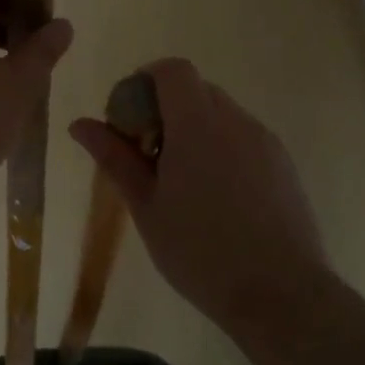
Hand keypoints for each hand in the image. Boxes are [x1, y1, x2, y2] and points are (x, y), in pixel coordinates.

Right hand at [68, 59, 330, 323]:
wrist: (281, 294)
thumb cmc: (199, 252)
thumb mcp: (146, 206)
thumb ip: (115, 158)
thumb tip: (80, 124)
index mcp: (198, 124)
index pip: (172, 70)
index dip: (146, 81)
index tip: (130, 118)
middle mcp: (236, 120)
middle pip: (197, 89)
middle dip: (167, 108)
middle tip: (149, 154)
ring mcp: (265, 141)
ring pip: (222, 114)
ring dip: (196, 129)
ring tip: (183, 182)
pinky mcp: (284, 164)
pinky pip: (245, 137)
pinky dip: (223, 148)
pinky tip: (217, 197)